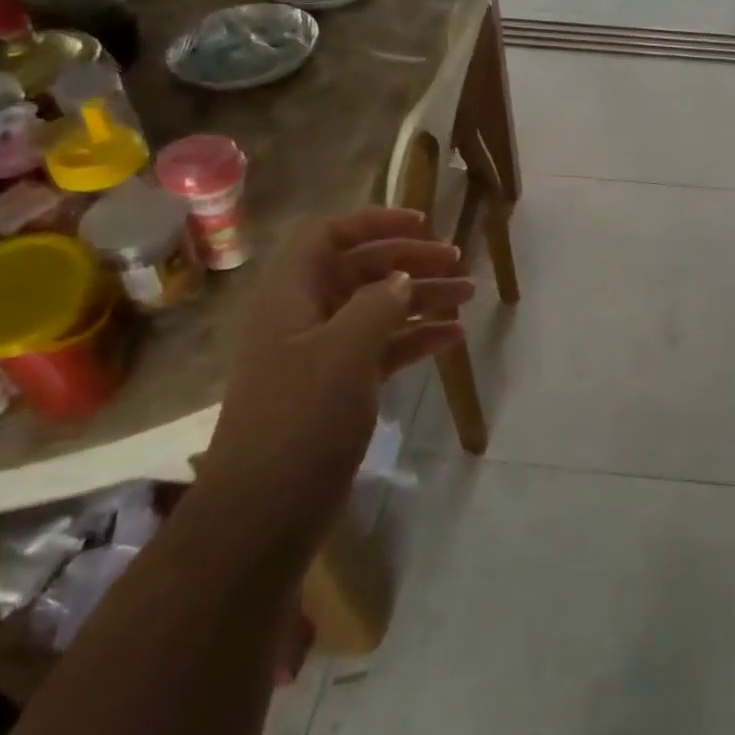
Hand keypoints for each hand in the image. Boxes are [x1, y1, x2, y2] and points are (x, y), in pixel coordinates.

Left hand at [202, 208, 473, 538]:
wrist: (265, 513)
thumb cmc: (301, 420)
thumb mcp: (344, 352)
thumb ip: (377, 304)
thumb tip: (402, 278)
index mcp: (290, 297)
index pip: (328, 236)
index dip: (374, 221)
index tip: (423, 224)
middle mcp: (304, 317)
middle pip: (360, 270)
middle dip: (409, 261)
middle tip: (457, 262)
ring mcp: (322, 355)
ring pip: (377, 309)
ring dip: (421, 298)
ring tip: (468, 296)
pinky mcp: (339, 388)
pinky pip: (382, 348)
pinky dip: (415, 338)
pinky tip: (451, 338)